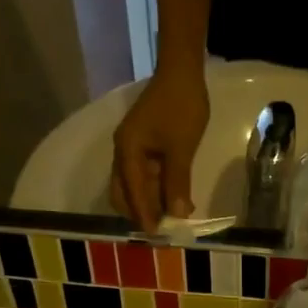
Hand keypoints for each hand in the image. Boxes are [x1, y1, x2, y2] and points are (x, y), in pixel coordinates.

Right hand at [110, 69, 209, 231]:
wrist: (183, 72)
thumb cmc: (181, 107)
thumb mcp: (181, 148)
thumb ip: (177, 182)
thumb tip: (177, 214)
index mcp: (127, 151)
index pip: (130, 192)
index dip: (143, 215)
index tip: (156, 235)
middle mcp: (124, 152)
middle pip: (124, 192)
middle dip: (141, 212)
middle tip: (163, 230)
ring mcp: (134, 149)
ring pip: (135, 185)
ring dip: (151, 202)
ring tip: (172, 219)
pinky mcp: (145, 146)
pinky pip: (146, 175)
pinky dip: (158, 189)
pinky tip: (175, 199)